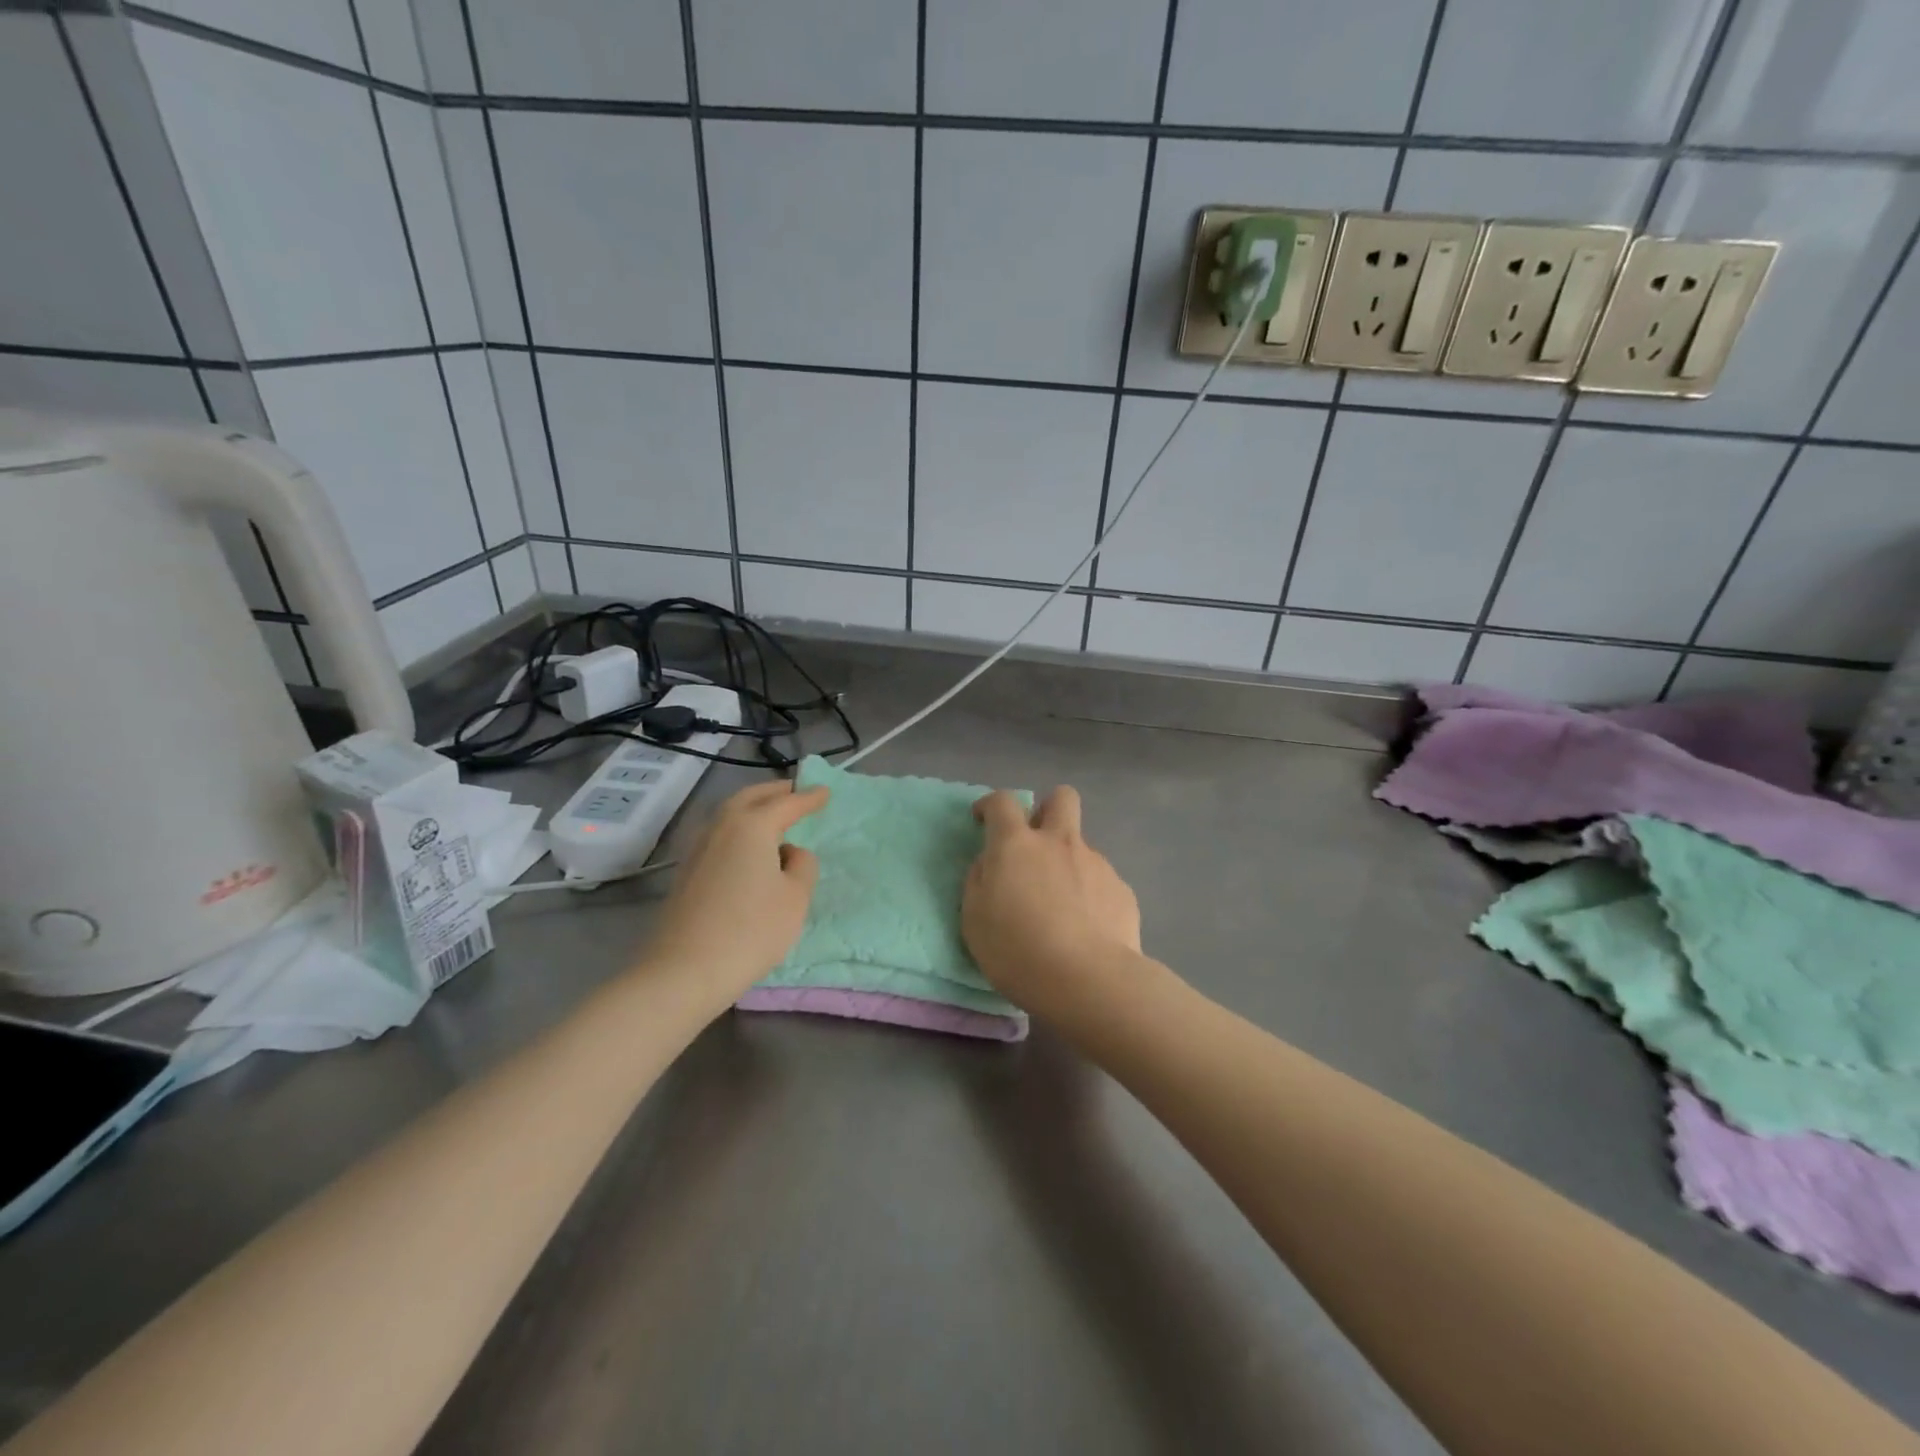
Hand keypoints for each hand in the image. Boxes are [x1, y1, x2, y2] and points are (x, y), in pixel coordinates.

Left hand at [647, 779, 828, 996]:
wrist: (684, 971)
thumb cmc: (751, 931)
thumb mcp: (795, 898)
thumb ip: (802, 866)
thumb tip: (789, 853)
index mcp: (752, 826)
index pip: (787, 803)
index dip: (809, 798)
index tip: (825, 791)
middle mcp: (721, 827)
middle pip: (750, 798)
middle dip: (774, 792)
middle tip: (794, 791)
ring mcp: (698, 848)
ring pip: (728, 814)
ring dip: (752, 808)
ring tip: (771, 815)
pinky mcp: (686, 872)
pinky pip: (718, 835)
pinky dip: (737, 829)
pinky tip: (746, 847)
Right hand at [962, 787, 1142, 1013]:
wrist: (1088, 981)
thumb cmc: (1017, 951)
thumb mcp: (974, 919)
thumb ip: (979, 881)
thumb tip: (991, 863)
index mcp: (1017, 845)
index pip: (1002, 802)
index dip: (990, 804)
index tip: (983, 819)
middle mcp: (1059, 843)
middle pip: (1062, 798)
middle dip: (1047, 808)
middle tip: (1035, 842)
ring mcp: (1096, 863)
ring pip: (1081, 846)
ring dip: (1067, 863)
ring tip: (1062, 910)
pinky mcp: (1122, 889)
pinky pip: (1100, 881)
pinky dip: (1090, 895)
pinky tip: (1087, 929)